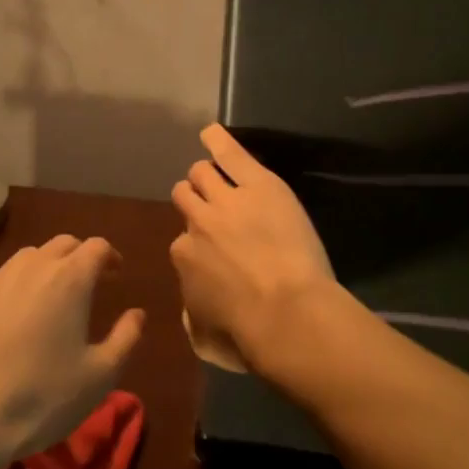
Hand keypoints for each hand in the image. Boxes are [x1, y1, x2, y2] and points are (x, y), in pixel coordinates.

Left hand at [0, 235, 143, 461]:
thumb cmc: (43, 397)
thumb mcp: (100, 376)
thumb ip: (126, 338)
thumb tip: (137, 314)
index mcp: (70, 279)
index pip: (97, 247)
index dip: (110, 257)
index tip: (115, 275)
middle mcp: (31, 267)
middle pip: (61, 244)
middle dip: (77, 257)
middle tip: (84, 284)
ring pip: (25, 259)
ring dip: (42, 269)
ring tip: (44, 299)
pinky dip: (6, 290)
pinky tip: (3, 318)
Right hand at [169, 125, 338, 375]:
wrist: (287, 313)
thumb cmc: (248, 334)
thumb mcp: (205, 336)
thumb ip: (192, 314)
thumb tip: (191, 305)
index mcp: (184, 257)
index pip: (182, 240)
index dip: (197, 244)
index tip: (212, 252)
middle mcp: (198, 223)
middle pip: (185, 196)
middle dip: (195, 200)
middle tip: (213, 209)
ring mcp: (226, 200)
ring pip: (202, 173)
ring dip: (207, 176)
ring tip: (217, 175)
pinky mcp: (257, 184)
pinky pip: (230, 153)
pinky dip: (219, 141)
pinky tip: (212, 132)